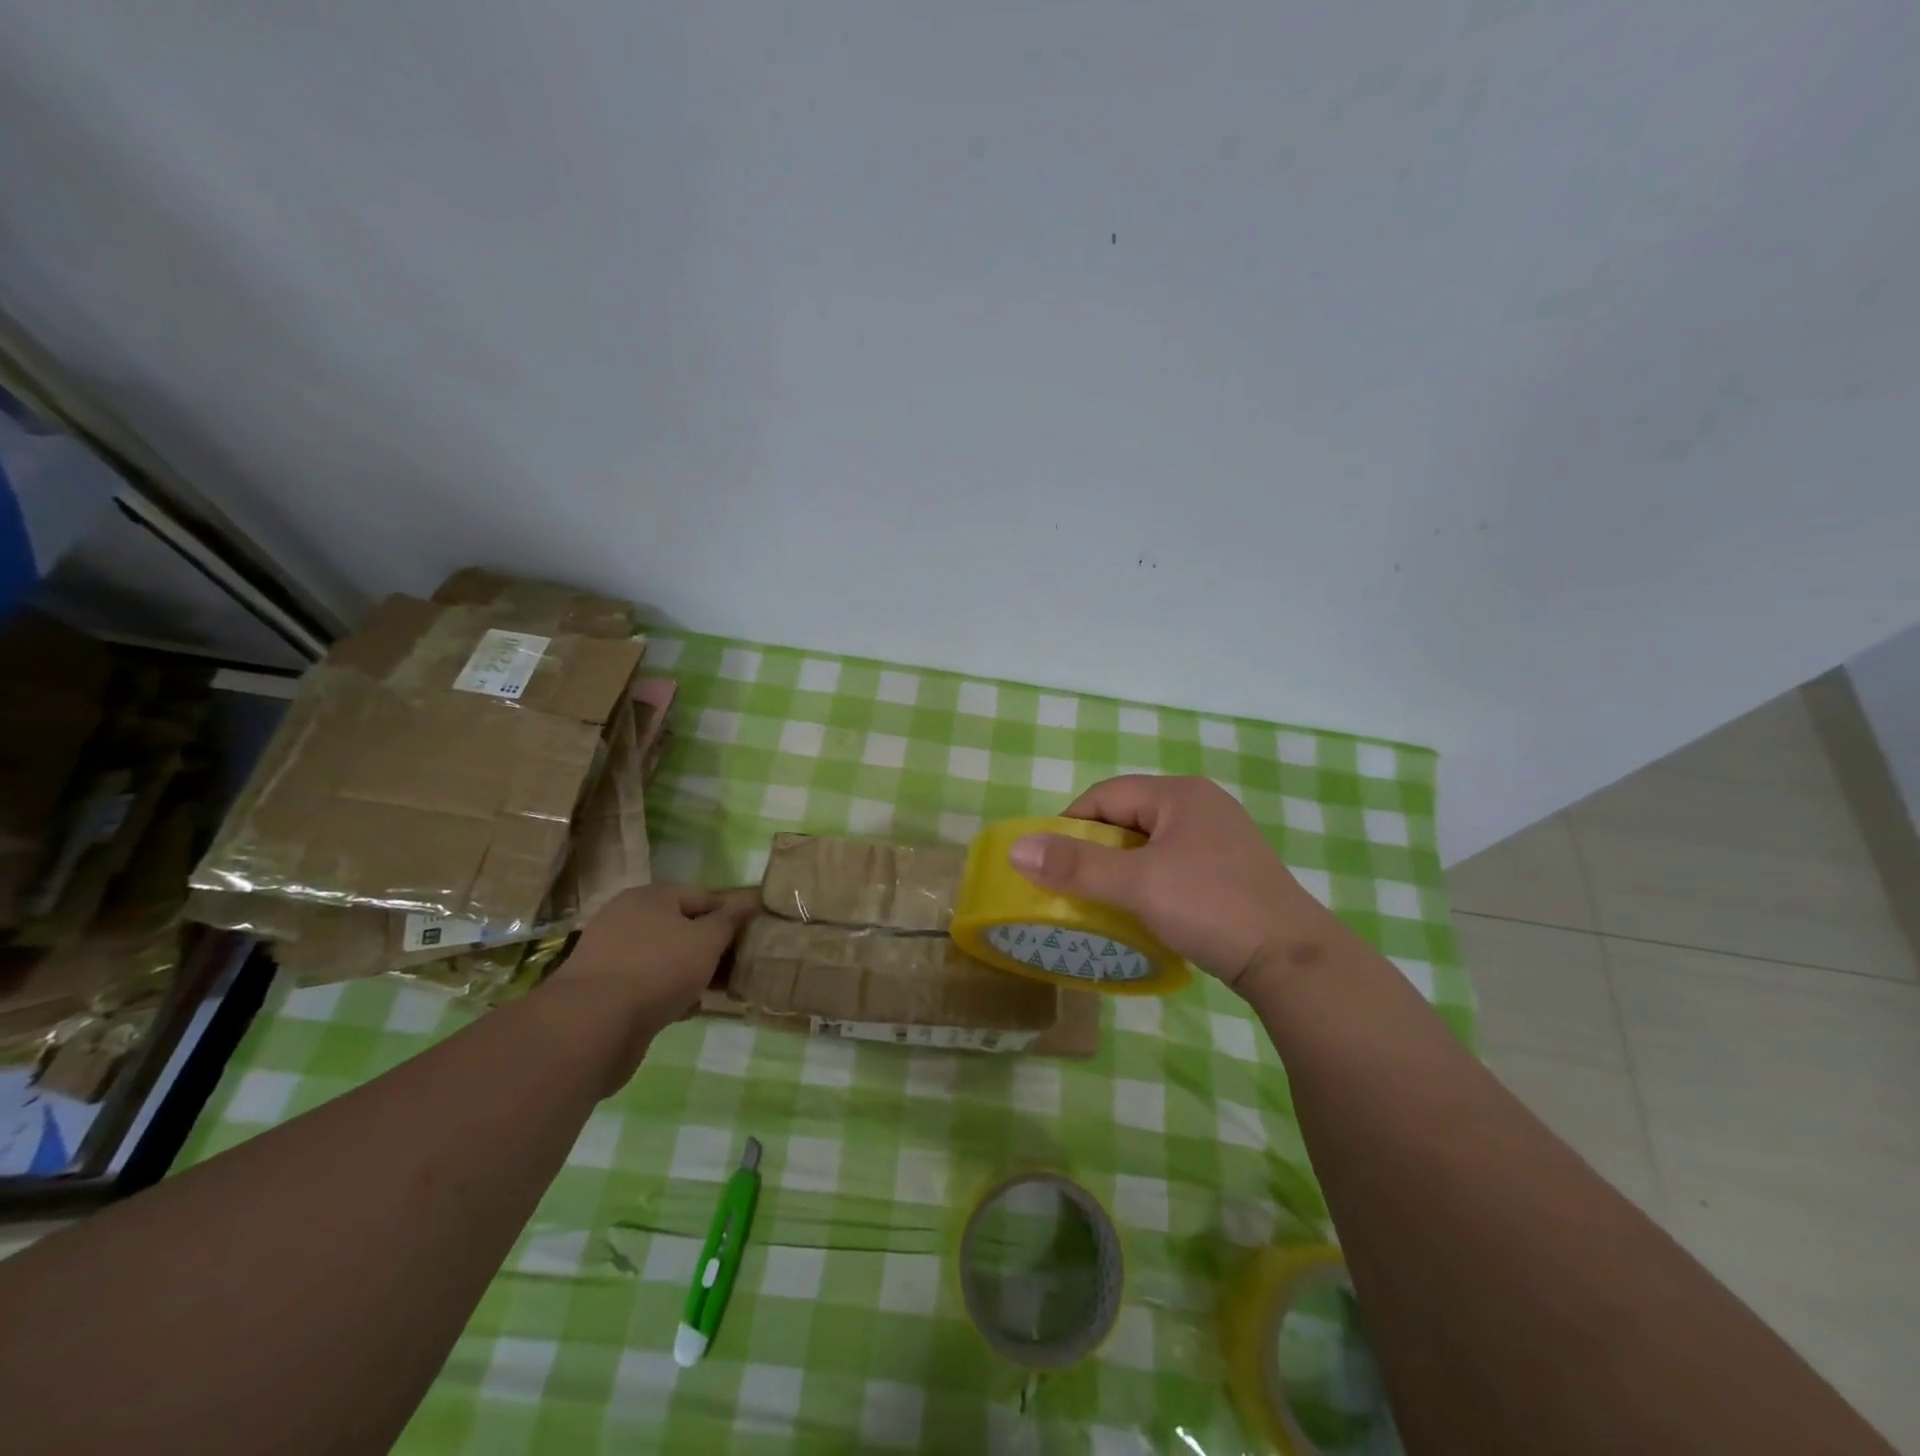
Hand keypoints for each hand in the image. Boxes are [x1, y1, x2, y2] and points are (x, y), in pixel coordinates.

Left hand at [539, 884, 758, 1086]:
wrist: (592, 1027)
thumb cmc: (658, 970)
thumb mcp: (706, 940)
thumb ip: (731, 920)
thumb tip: (751, 898)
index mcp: (650, 897)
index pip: (703, 896)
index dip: (731, 914)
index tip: (753, 937)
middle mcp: (627, 919)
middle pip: (683, 927)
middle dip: (712, 947)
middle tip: (740, 967)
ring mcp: (613, 956)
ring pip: (667, 958)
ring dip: (693, 972)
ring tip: (719, 991)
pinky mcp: (606, 991)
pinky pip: (649, 984)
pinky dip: (670, 993)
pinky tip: (689, 1009)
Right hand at [1008, 775, 1340, 989]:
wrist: (1293, 960)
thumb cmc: (1210, 907)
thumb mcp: (1136, 884)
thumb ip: (1075, 865)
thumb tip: (1016, 848)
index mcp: (1179, 794)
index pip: (1105, 795)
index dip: (1070, 824)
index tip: (1050, 864)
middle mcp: (1201, 806)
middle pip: (1127, 818)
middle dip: (1095, 851)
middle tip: (1073, 888)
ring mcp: (1220, 839)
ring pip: (1149, 845)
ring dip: (1120, 870)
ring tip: (1103, 903)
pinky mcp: (1229, 871)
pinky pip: (1172, 865)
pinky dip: (1148, 883)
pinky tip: (1143, 912)